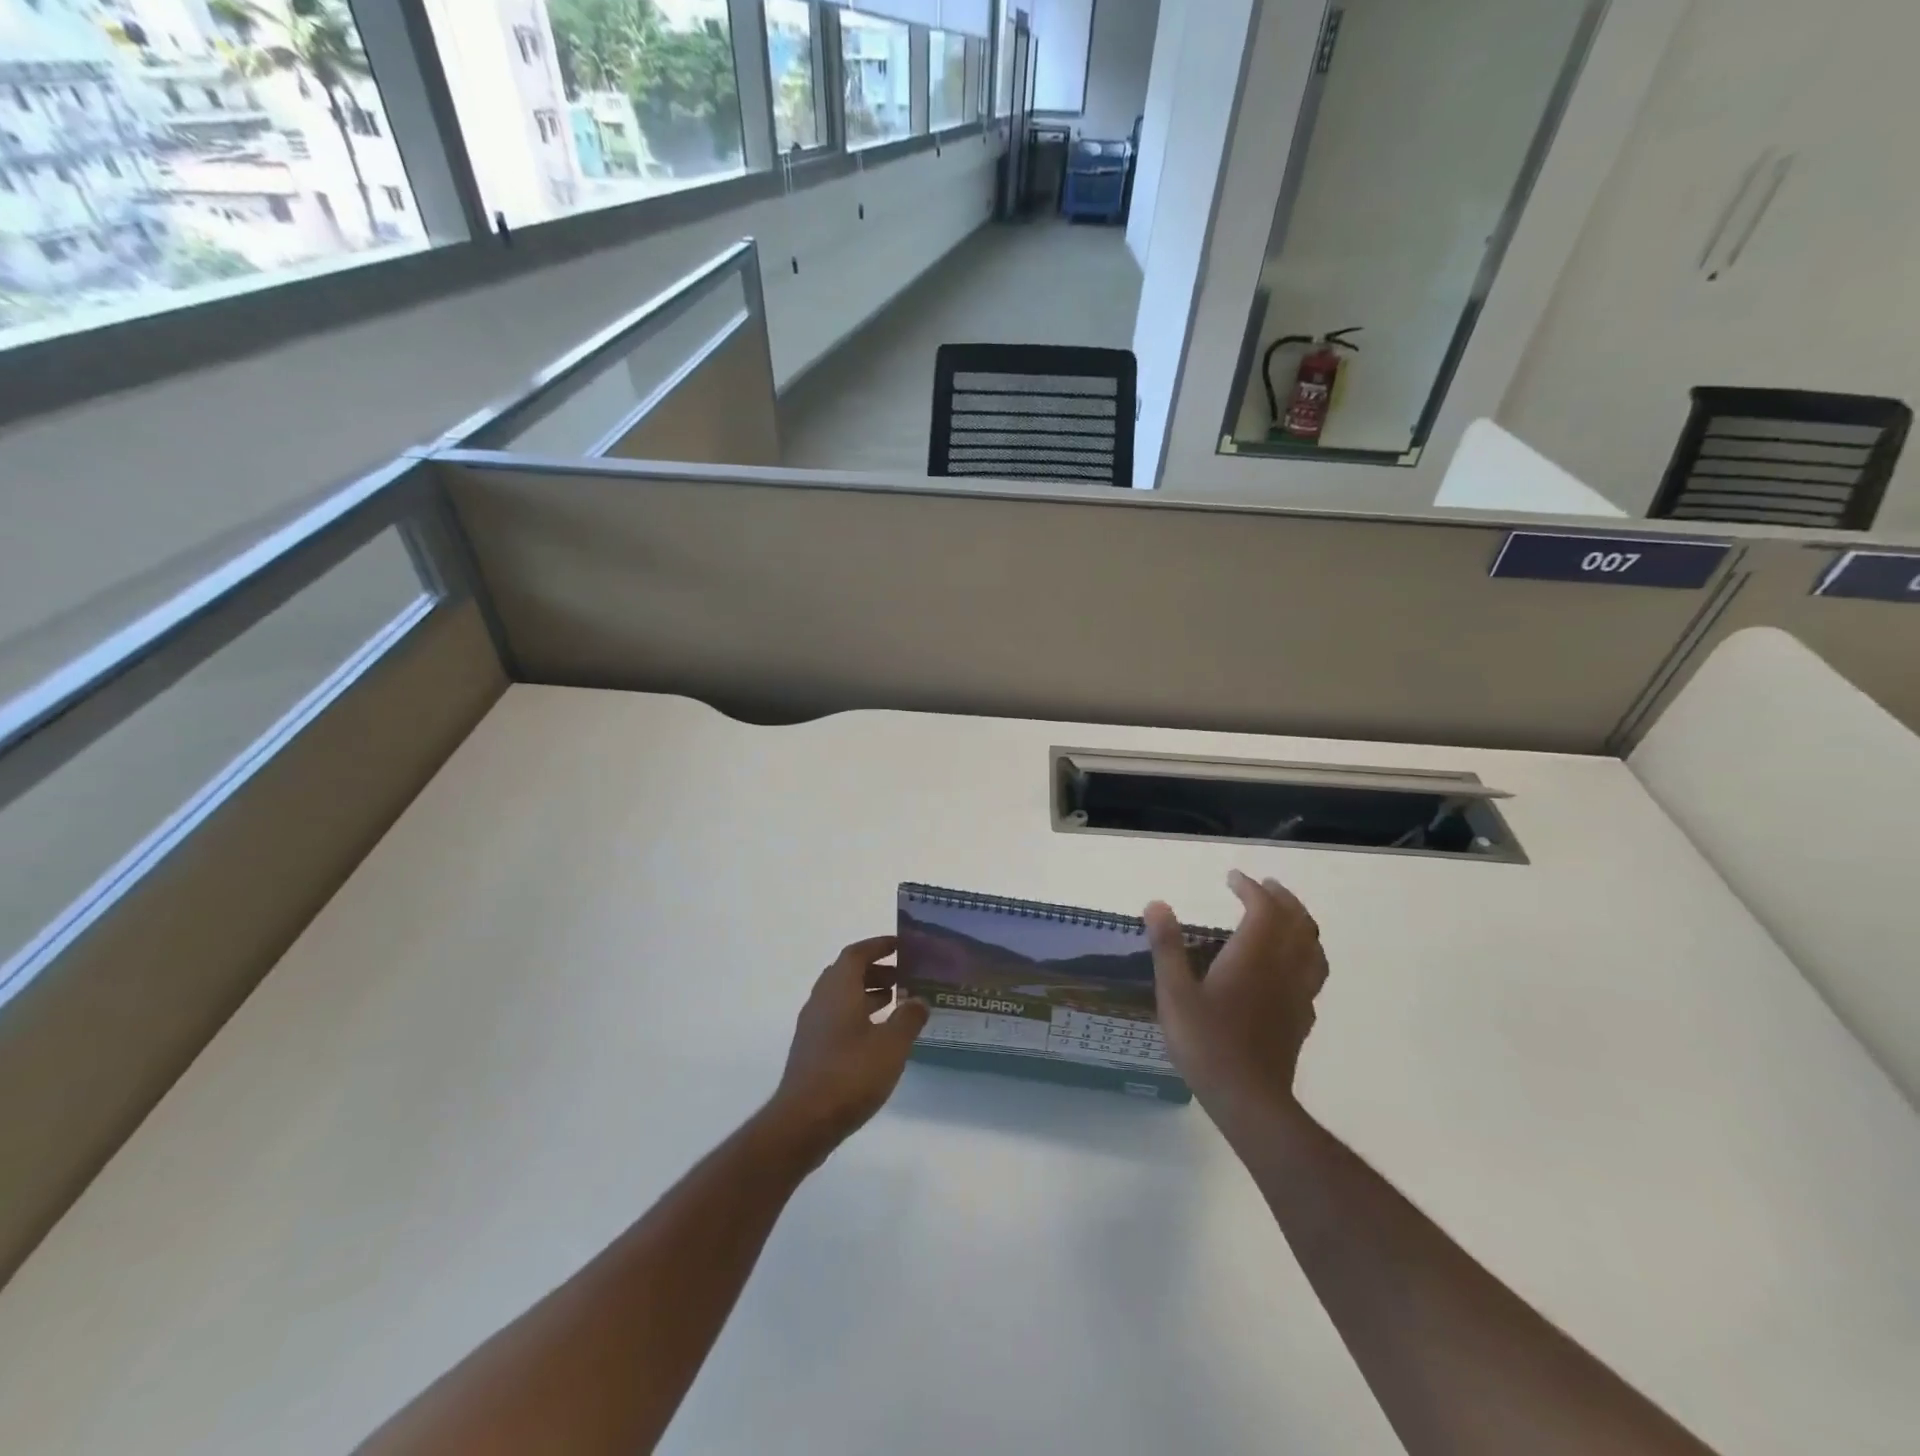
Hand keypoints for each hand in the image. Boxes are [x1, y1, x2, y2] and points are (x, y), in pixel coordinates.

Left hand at [765, 936, 928, 1160]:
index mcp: (838, 989)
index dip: (879, 946)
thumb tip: (919, 1000)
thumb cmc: (850, 1074)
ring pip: (841, 996)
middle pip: (847, 972)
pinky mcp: (811, 1049)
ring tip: (897, 1003)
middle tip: (905, 977)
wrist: (803, 1121)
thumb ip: (908, 1018)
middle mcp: (821, 1000)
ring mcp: (813, 1025)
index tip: (902, 946)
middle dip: (876, 970)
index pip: (857, 953)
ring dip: (867, 993)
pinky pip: (837, 1017)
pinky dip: (858, 1014)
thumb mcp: (891, 1045)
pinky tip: (878, 1035)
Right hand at [1145, 871, 1328, 1121]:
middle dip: (1282, 898)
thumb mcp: (1174, 993)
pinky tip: (1290, 967)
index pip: (1263, 908)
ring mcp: (1298, 994)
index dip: (1250, 888)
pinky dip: (1305, 957)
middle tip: (1264, 887)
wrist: (1250, 1100)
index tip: (1233, 878)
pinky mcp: (1301, 1019)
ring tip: (1285, 917)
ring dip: (1301, 923)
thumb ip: (1167, 947)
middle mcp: (1283, 968)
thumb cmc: (1207, 1043)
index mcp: (1254, 956)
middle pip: (1297, 922)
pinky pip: (1313, 975)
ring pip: (1313, 948)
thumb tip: (1157, 904)